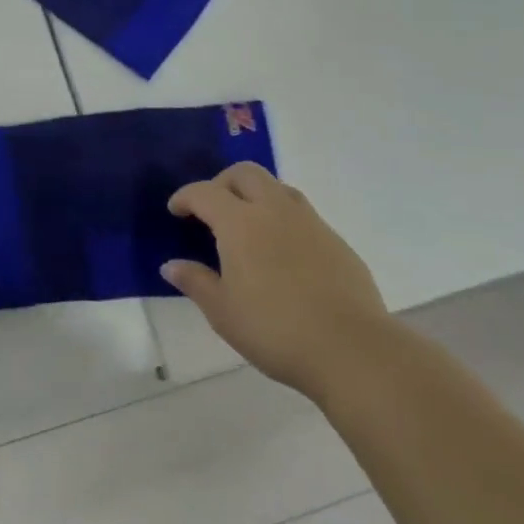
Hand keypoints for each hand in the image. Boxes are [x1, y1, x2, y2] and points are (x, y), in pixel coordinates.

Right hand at [162, 163, 389, 398]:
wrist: (352, 350)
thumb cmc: (275, 330)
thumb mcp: (222, 312)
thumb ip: (196, 282)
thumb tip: (171, 265)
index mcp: (240, 222)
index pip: (205, 193)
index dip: (185, 197)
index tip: (176, 211)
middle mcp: (274, 210)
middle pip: (245, 173)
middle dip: (222, 183)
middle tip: (212, 209)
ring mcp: (310, 223)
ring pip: (278, 188)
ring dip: (256, 195)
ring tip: (247, 225)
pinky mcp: (336, 242)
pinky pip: (302, 214)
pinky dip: (282, 219)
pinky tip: (282, 253)